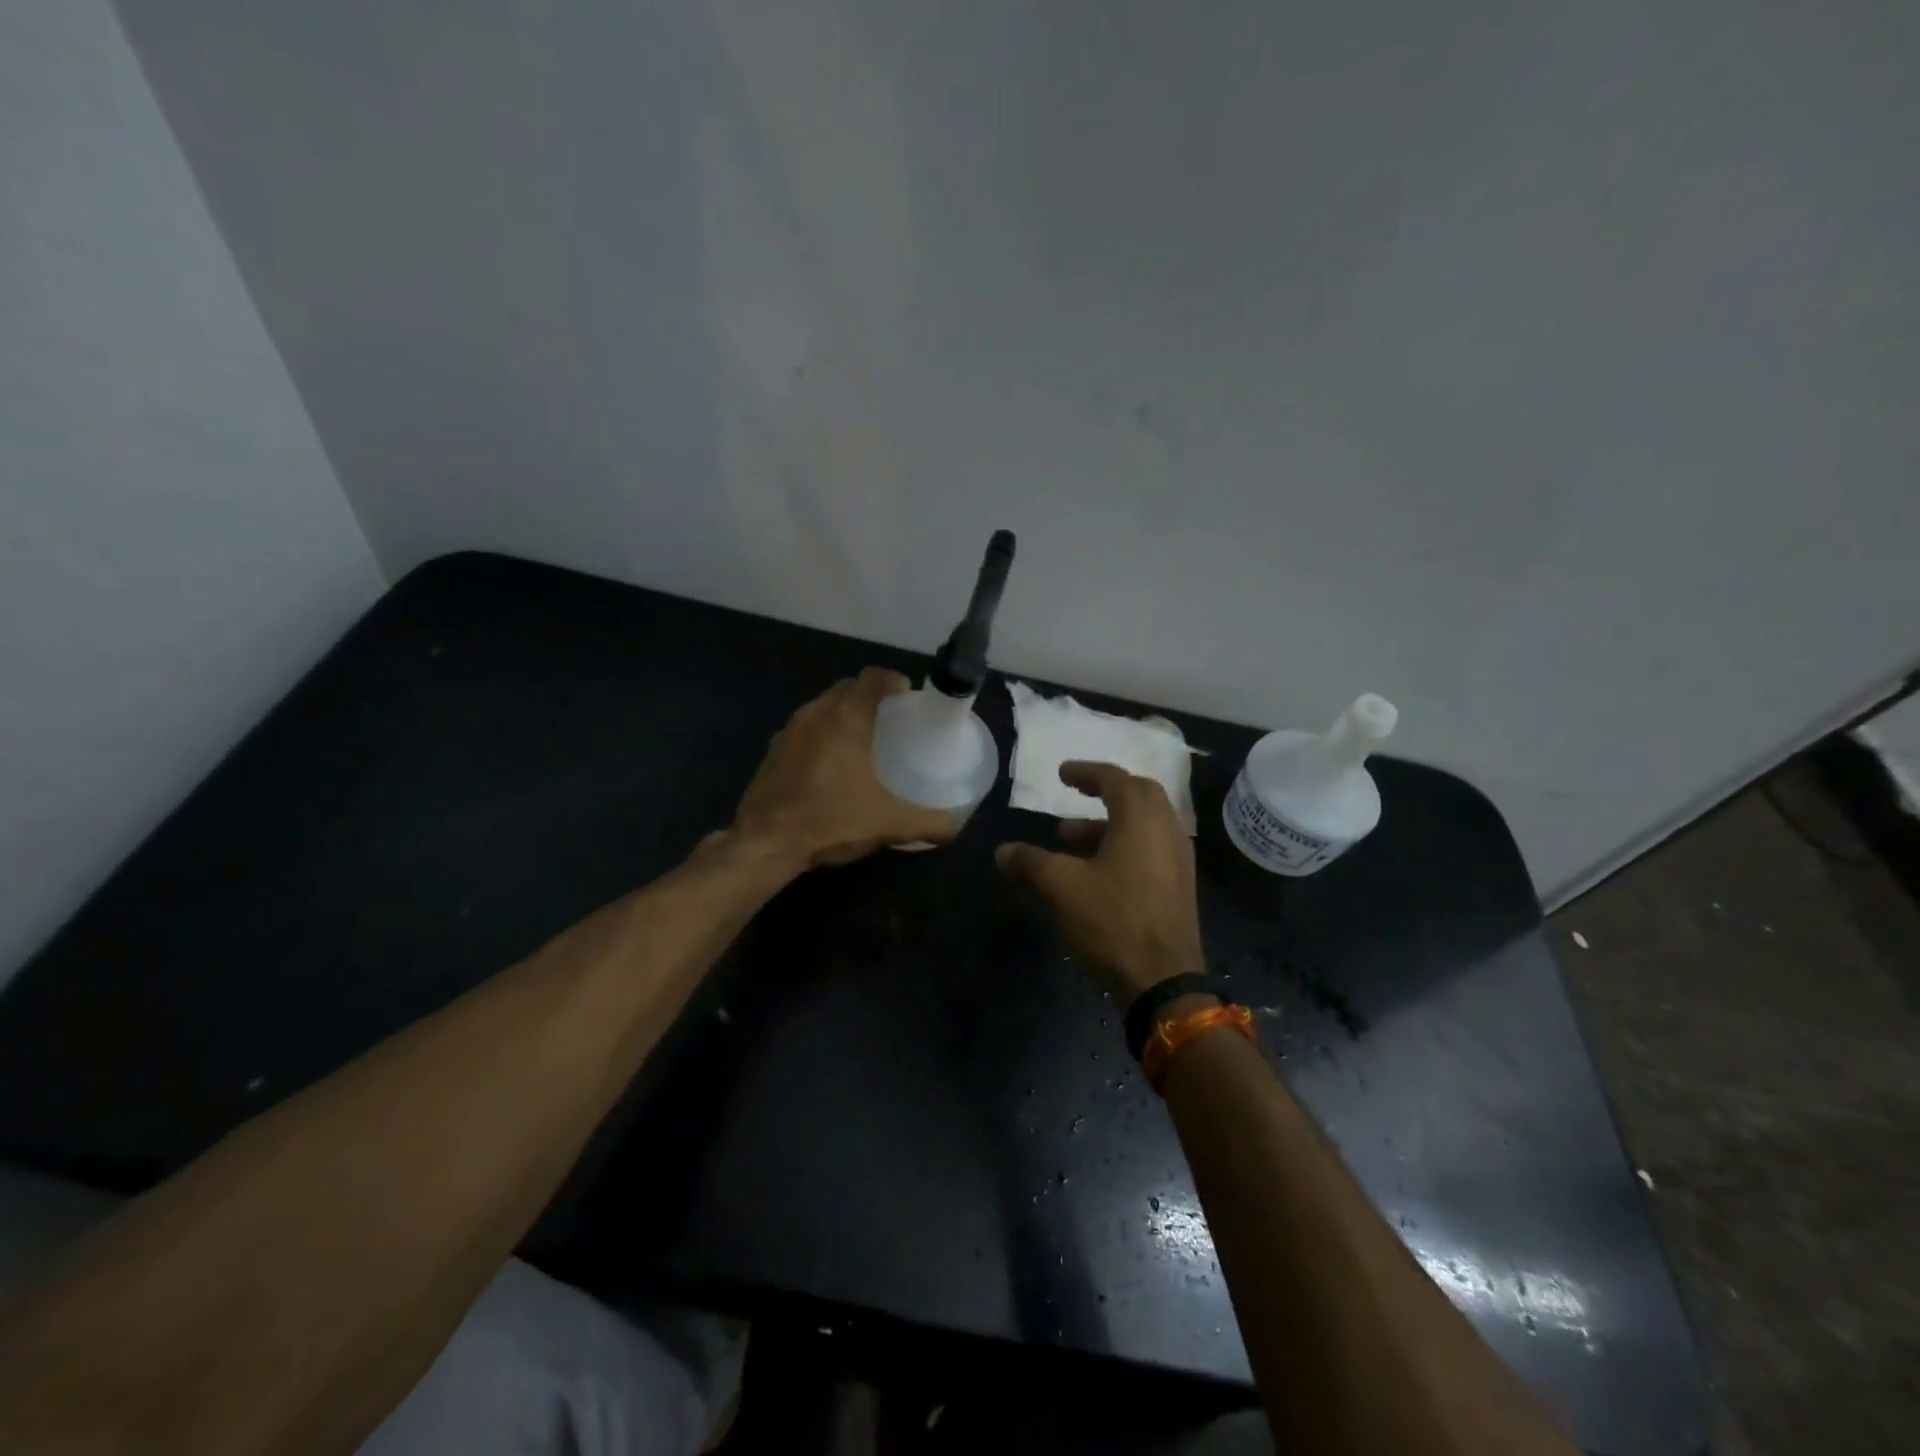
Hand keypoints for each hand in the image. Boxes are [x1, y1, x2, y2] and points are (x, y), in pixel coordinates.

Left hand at [734, 668, 958, 868]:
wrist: (766, 844)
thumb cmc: (831, 821)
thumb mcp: (889, 824)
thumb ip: (928, 822)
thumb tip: (955, 826)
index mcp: (846, 718)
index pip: (873, 678)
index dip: (894, 681)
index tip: (908, 696)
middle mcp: (815, 713)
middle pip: (848, 688)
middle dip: (870, 695)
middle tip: (891, 719)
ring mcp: (789, 730)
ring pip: (823, 706)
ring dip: (844, 713)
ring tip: (863, 739)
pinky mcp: (773, 750)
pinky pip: (805, 727)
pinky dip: (822, 733)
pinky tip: (831, 763)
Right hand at [995, 761, 1204, 1003]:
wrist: (1164, 981)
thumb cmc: (1113, 920)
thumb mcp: (1062, 887)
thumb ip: (1031, 862)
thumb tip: (1002, 851)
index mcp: (1142, 819)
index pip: (1115, 779)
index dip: (1086, 772)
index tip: (1062, 773)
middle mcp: (1167, 830)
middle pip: (1138, 795)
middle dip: (1105, 791)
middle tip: (1076, 793)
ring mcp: (1178, 859)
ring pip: (1144, 824)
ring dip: (1108, 823)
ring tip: (1069, 838)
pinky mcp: (1179, 886)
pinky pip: (1151, 848)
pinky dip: (1123, 844)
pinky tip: (1096, 869)